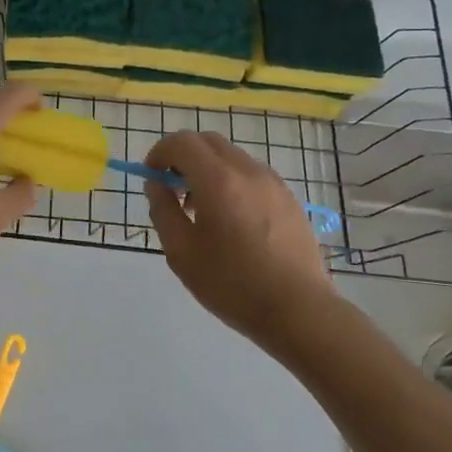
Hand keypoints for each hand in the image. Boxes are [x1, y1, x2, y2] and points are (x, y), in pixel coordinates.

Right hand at [144, 131, 339, 353]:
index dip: (159, 153)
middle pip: (207, 141)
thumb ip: (162, 210)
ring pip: (231, 156)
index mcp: (218, 180)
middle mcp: (247, 171)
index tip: (152, 177)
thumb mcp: (181, 252)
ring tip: (201, 210)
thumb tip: (157, 184)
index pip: (182, 142)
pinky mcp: (288, 198)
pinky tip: (231, 220)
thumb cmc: (232, 284)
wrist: (299, 310)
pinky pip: (251, 174)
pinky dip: (231, 181)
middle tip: (173, 189)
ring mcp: (272, 182)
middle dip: (183, 156)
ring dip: (207, 168)